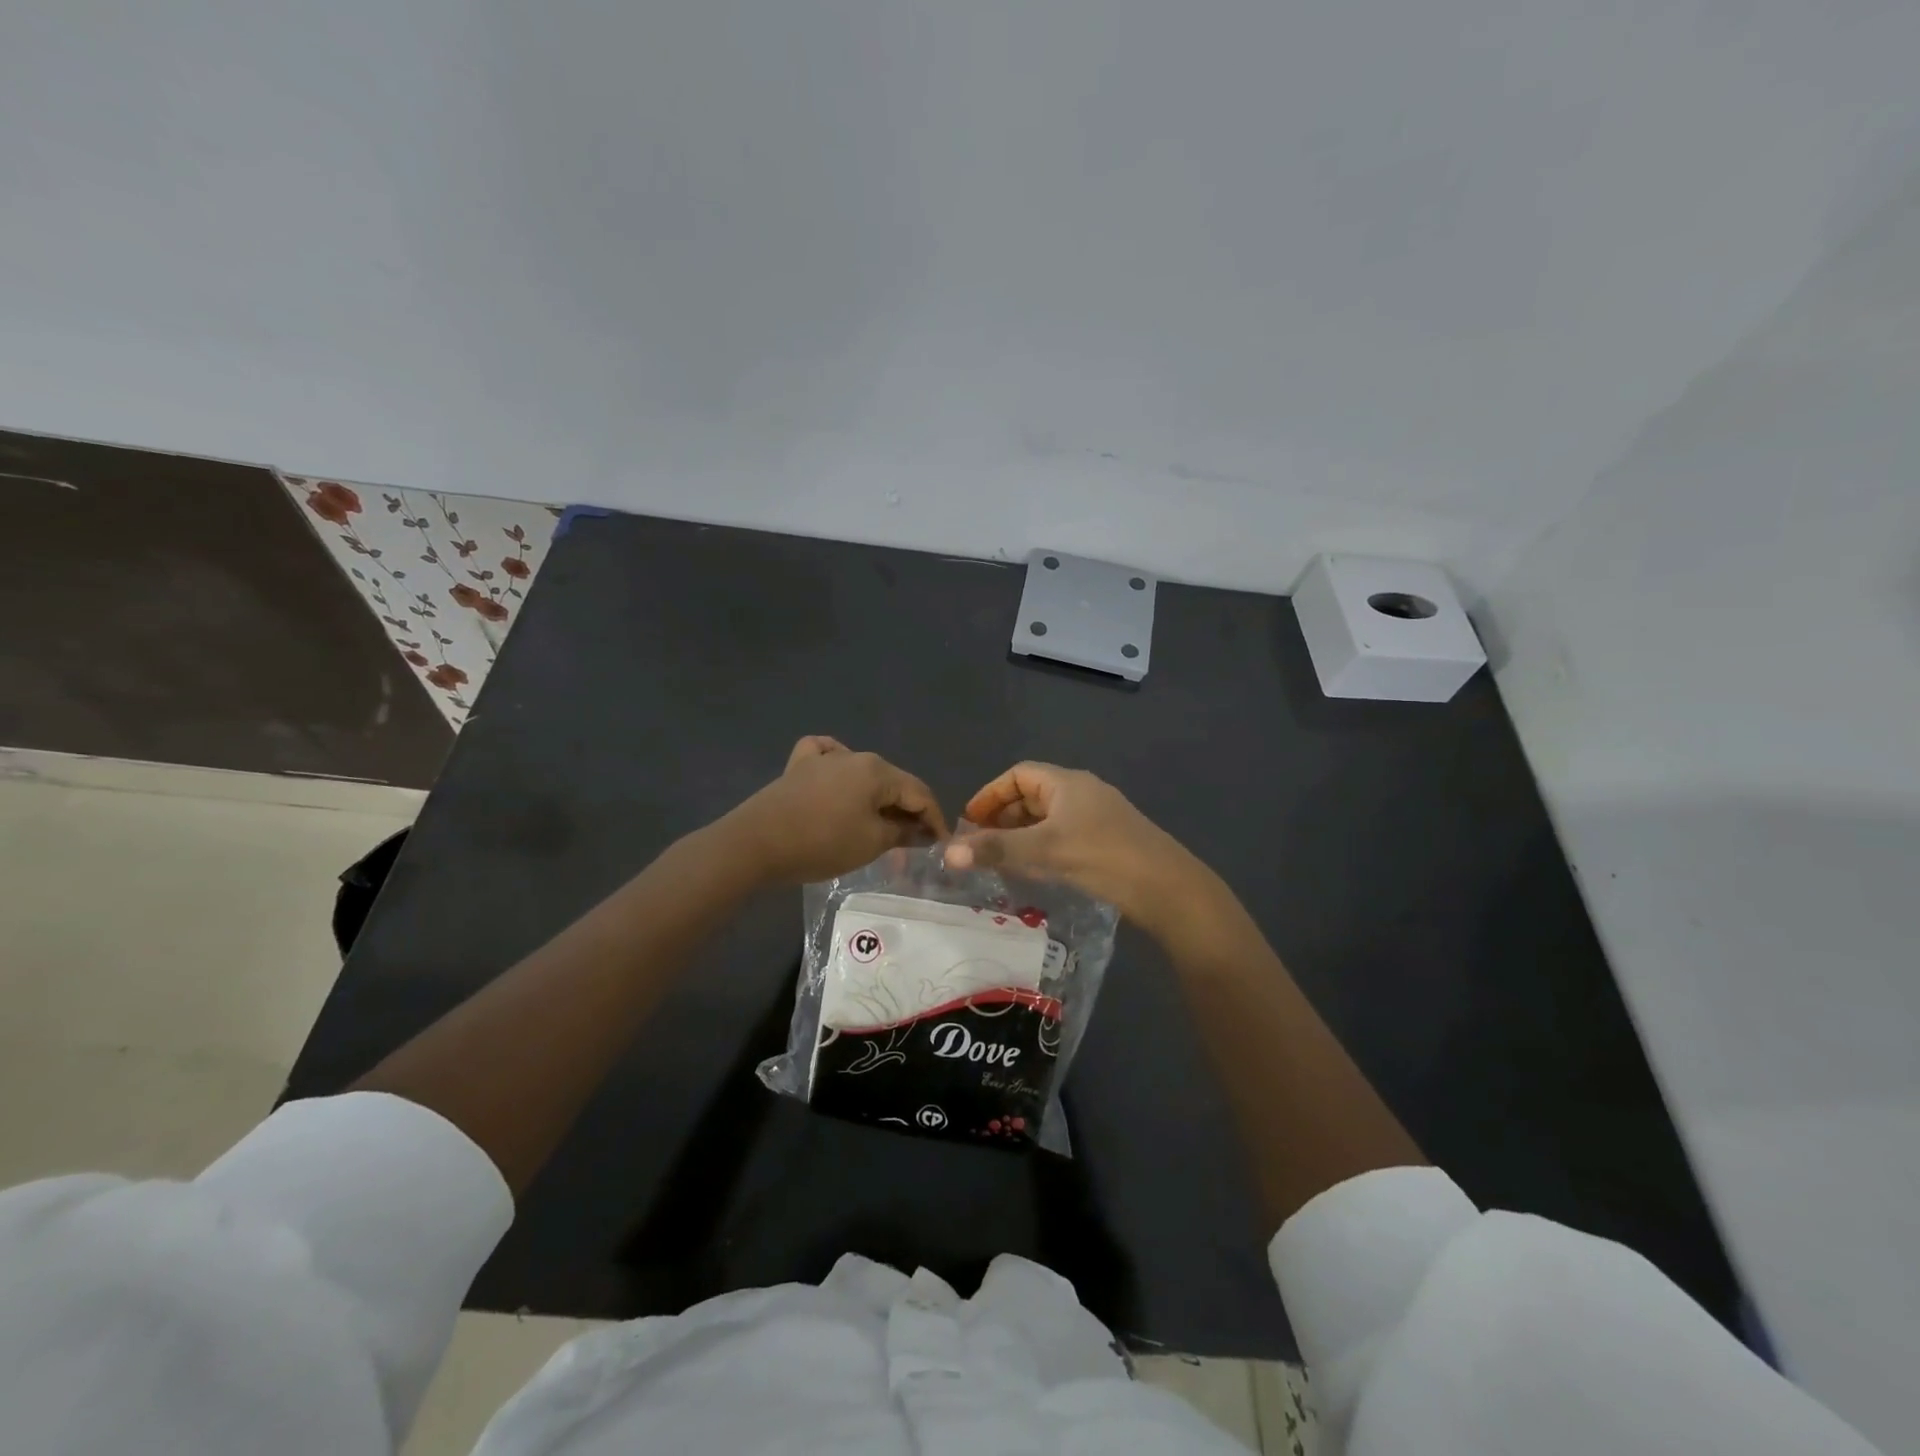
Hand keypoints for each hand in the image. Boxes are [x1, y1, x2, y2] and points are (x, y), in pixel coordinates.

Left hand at [724, 737, 947, 885]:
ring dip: (877, 797)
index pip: (919, 793)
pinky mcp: (798, 767)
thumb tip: (922, 831)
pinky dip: (838, 767)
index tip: (940, 844)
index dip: (935, 820)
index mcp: (878, 770)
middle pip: (892, 782)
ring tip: (880, 822)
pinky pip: (826, 757)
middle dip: (906, 810)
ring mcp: (823, 758)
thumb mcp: (871, 843)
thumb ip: (903, 832)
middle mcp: (855, 755)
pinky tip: (837, 776)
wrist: (756, 843)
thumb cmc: (822, 843)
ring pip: (863, 773)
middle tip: (913, 841)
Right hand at [943, 763, 1204, 930]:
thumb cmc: (1102, 857)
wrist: (1167, 887)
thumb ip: (996, 849)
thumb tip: (947, 851)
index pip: (1018, 775)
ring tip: (999, 859)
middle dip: (1002, 817)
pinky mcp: (1108, 841)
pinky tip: (1035, 871)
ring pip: (1048, 818)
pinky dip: (1041, 847)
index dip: (990, 794)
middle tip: (979, 844)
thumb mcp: (1044, 851)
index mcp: (1067, 783)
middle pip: (1032, 795)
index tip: (969, 821)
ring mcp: (1098, 817)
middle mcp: (1082, 792)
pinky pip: (1063, 836)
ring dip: (1021, 835)